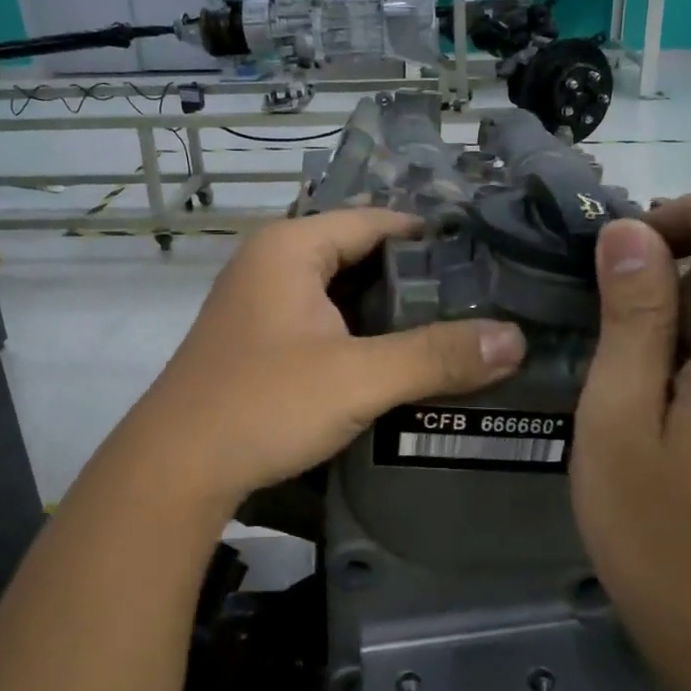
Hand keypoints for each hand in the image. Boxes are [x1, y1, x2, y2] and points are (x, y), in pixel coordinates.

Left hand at [127, 209, 525, 510]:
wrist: (174, 470)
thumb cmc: (263, 404)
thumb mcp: (357, 377)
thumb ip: (436, 356)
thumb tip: (515, 338)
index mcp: (291, 248)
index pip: (376, 221)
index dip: (431, 237)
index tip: (485, 260)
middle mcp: (271, 264)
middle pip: (359, 255)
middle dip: (415, 280)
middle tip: (480, 302)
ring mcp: (260, 304)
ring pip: (341, 294)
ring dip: (388, 313)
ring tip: (453, 332)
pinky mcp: (258, 343)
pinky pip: (323, 323)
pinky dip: (360, 336)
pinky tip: (397, 363)